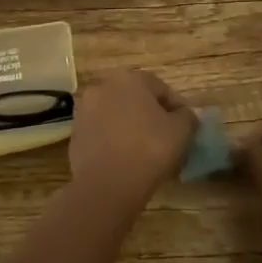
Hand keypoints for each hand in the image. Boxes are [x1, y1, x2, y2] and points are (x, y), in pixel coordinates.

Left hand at [67, 69, 195, 210]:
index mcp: (129, 78)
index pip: (161, 89)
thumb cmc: (149, 149)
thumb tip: (184, 115)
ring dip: (130, 126)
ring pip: (116, 115)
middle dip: (150, 115)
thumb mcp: (182, 131)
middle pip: (135, 99)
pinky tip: (125, 159)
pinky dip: (113, 140)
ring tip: (145, 151)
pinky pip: (102, 132)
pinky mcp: (75, 133)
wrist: (107, 184)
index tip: (186, 128)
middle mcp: (103, 86)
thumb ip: (187, 116)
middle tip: (166, 138)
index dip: (176, 108)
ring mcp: (84, 109)